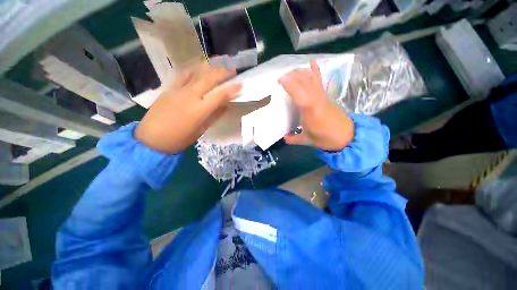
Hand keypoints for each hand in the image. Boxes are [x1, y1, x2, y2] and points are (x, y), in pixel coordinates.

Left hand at [135, 64, 241, 152]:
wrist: (151, 139)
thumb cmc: (179, 139)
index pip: (220, 95)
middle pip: (209, 79)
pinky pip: (182, 75)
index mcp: (199, 110)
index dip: (232, 89)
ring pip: (196, 73)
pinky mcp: (169, 89)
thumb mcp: (201, 130)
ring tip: (219, 64)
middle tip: (233, 70)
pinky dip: (193, 70)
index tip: (240, 84)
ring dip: (210, 67)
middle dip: (223, 73)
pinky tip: (199, 68)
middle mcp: (190, 96)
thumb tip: (224, 105)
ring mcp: (178, 90)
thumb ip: (214, 116)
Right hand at [278, 60, 353, 150]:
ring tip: (291, 72)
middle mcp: (317, 101)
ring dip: (301, 73)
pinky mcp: (326, 95)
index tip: (280, 79)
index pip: (301, 96)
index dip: (291, 86)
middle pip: (306, 83)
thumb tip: (283, 138)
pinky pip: (320, 81)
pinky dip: (316, 71)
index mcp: (311, 113)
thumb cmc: (326, 138)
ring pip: (312, 79)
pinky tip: (312, 62)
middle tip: (282, 77)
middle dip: (293, 76)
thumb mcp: (308, 141)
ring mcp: (322, 96)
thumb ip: (294, 139)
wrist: (346, 135)